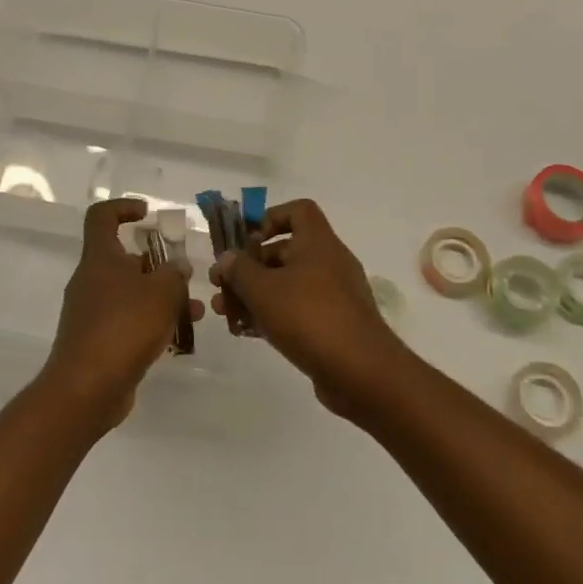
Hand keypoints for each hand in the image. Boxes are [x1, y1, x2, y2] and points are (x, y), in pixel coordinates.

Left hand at [41, 198, 202, 433]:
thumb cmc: (124, 326)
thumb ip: (174, 273)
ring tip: (194, 312)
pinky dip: (151, 323)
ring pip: (131, 293)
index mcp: (99, 258)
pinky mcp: (97, 341)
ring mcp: (91, 312)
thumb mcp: (161, 292)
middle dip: (158, 265)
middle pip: (124, 259)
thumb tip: (176, 267)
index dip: (123, 208)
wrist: (87, 388)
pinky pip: (127, 322)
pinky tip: (178, 338)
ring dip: (161, 298)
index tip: (148, 215)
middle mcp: (91, 280)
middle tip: (185, 276)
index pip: (101, 216)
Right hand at [210, 198, 414, 419]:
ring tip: (225, 313)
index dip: (270, 218)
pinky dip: (272, 316)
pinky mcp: (333, 325)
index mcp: (318, 242)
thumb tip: (227, 258)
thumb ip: (239, 270)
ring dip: (254, 294)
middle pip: (285, 251)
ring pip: (287, 284)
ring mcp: (334, 295)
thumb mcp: (263, 290)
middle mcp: (329, 262)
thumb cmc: (309, 317)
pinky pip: (297, 310)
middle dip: (249, 267)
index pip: (298, 210)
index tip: (247, 241)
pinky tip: (246, 332)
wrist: (361, 372)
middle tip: (221, 286)